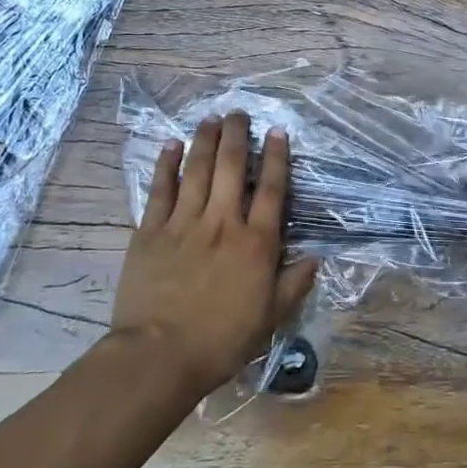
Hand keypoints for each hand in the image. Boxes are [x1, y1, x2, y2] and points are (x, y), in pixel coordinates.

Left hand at [110, 112, 318, 394]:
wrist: (159, 355)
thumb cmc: (221, 340)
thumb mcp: (270, 319)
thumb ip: (294, 284)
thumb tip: (316, 257)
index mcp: (255, 243)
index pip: (270, 189)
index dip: (276, 157)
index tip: (277, 131)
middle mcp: (222, 222)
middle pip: (231, 167)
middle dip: (237, 135)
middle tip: (238, 113)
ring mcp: (184, 223)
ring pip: (197, 170)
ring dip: (205, 140)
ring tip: (211, 118)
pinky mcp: (151, 231)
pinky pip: (160, 190)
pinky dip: (166, 165)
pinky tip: (171, 145)